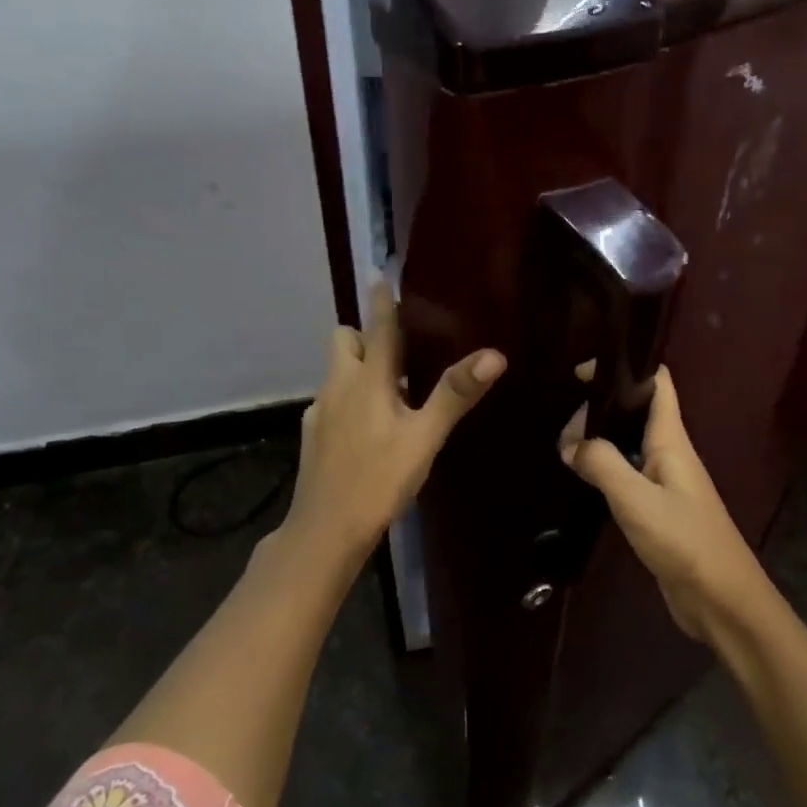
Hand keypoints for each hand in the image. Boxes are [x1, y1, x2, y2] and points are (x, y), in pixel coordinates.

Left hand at [283, 278, 504, 563]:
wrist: (325, 531)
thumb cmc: (379, 479)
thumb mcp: (424, 437)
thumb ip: (455, 394)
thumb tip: (494, 354)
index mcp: (367, 379)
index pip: (377, 326)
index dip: (383, 301)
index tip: (384, 275)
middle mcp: (338, 386)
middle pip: (345, 340)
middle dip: (366, 333)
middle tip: (401, 345)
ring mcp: (320, 411)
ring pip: (338, 371)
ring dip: (359, 366)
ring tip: (393, 385)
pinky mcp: (313, 435)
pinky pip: (333, 400)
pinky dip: (350, 398)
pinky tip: (370, 426)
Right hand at [560, 367, 769, 643]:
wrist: (721, 600)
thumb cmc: (684, 541)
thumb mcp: (636, 499)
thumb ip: (602, 464)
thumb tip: (571, 443)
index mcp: (672, 440)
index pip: (658, 384)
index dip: (628, 368)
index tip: (586, 371)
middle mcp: (670, 454)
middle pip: (637, 413)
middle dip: (601, 409)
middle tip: (563, 425)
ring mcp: (666, 483)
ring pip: (630, 445)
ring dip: (601, 440)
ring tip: (564, 445)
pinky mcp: (659, 511)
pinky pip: (628, 476)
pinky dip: (605, 470)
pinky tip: (583, 479)